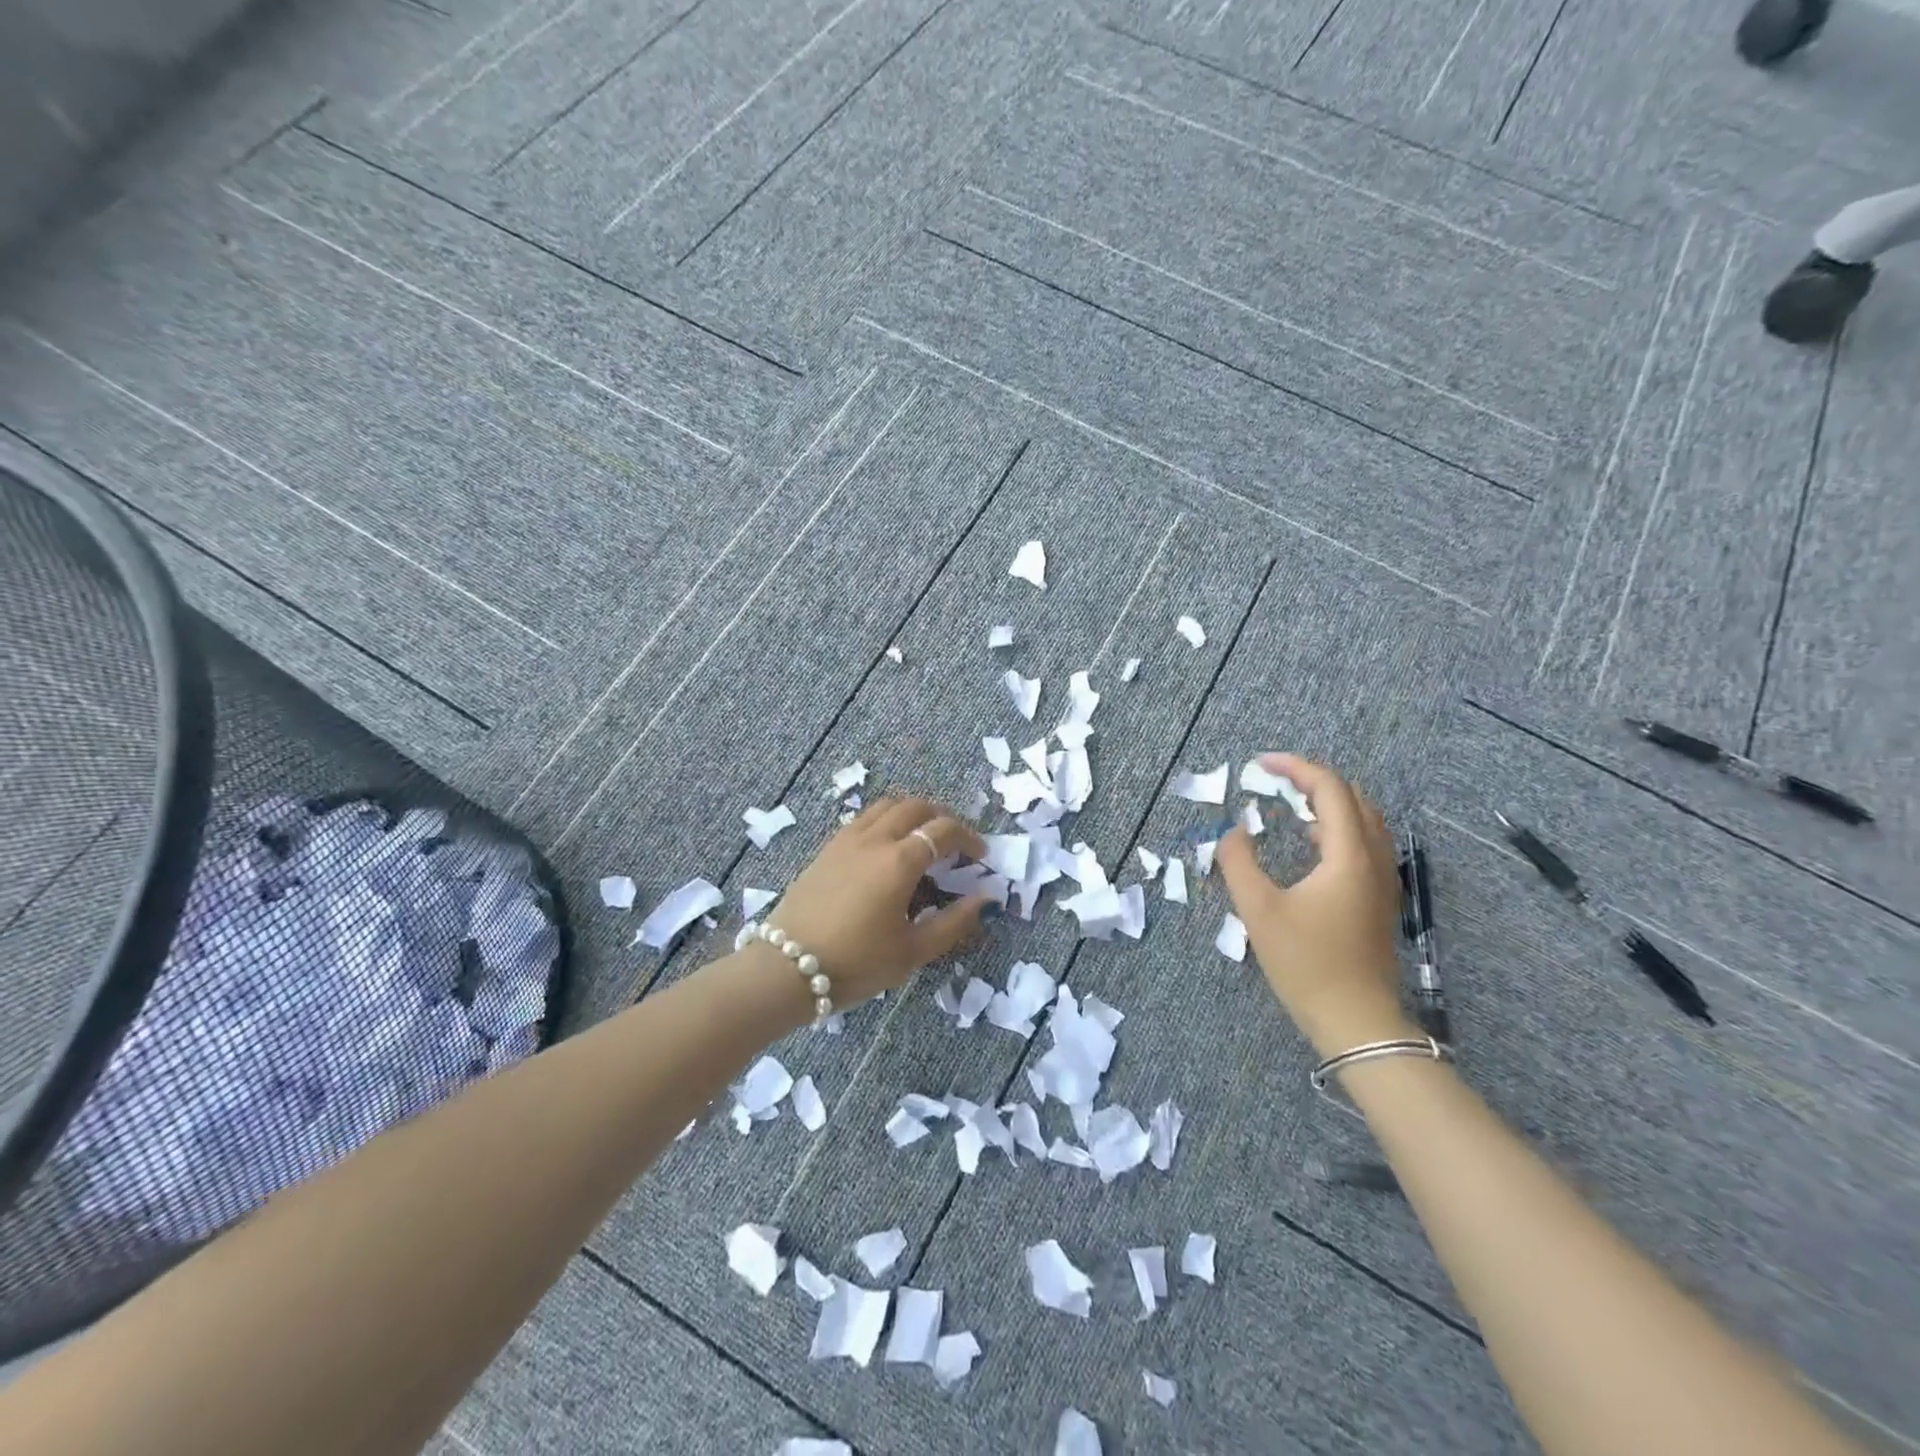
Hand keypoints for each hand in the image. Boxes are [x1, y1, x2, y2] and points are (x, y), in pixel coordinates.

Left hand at [764, 795, 988, 1006]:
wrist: (785, 969)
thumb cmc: (856, 963)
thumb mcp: (912, 951)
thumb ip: (953, 923)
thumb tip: (985, 899)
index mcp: (899, 861)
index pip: (943, 830)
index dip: (968, 837)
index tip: (980, 855)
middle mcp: (874, 839)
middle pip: (915, 806)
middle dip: (941, 817)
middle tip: (954, 841)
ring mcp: (846, 840)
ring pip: (886, 806)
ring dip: (912, 813)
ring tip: (921, 838)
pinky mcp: (827, 849)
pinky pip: (864, 819)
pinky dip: (885, 821)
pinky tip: (886, 849)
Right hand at [1215, 754, 1413, 1056]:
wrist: (1357, 1021)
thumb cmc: (1307, 963)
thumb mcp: (1259, 910)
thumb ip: (1238, 862)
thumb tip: (1233, 832)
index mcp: (1348, 855)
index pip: (1330, 789)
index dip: (1296, 767)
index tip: (1260, 764)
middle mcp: (1374, 859)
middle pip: (1353, 798)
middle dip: (1313, 780)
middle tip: (1275, 780)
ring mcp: (1382, 881)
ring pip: (1364, 820)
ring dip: (1329, 802)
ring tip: (1291, 803)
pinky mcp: (1379, 900)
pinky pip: (1365, 843)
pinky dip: (1338, 827)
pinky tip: (1311, 844)